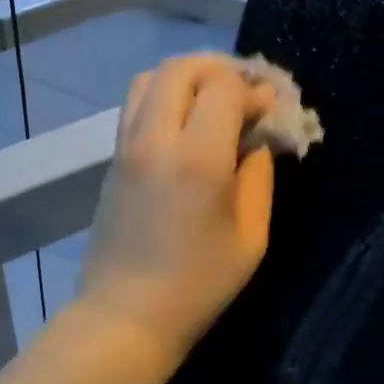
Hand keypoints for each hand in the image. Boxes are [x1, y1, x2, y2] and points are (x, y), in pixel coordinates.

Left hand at [74, 53, 276, 365]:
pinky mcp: (112, 161)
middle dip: (220, 70)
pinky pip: (135, 106)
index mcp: (197, 158)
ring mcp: (125, 147)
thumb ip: (259, 177)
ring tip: (213, 103)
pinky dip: (164, 97)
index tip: (271, 114)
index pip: (225, 87)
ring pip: (150, 79)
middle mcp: (155, 139)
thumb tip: (258, 141)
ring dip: (187, 78)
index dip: (255, 91)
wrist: (126, 315)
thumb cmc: (198, 286)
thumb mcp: (250, 237)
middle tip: (246, 94)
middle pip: (182, 68)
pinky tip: (186, 126)